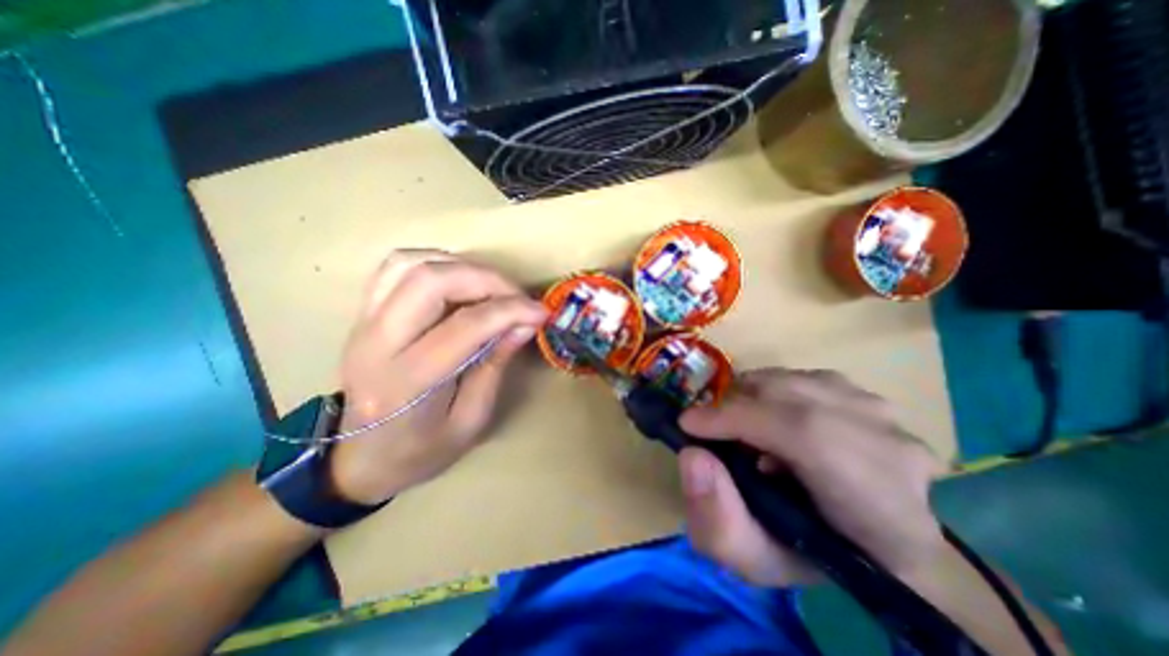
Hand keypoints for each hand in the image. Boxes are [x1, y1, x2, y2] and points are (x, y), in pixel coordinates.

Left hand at [329, 247, 548, 501]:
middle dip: (486, 279)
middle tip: (518, 296)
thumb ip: (496, 364)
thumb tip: (525, 322)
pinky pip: (396, 267)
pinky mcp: (363, 313)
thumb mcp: (471, 420)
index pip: (464, 326)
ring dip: (461, 266)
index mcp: (406, 383)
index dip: (510, 311)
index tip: (540, 311)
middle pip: (430, 281)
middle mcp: (376, 344)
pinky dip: (435, 262)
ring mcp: (363, 323)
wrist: (359, 458)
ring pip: (410, 264)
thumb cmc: (420, 450)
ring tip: (492, 288)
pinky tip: (459, 280)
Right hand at [682, 368, 942, 585]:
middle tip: (713, 431)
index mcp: (881, 509)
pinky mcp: (869, 395)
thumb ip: (717, 520)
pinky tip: (773, 420)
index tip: (688, 424)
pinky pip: (800, 377)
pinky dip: (771, 392)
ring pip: (791, 381)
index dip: (737, 419)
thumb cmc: (814, 556)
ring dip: (752, 399)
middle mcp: (893, 447)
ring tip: (746, 430)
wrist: (872, 542)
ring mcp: (884, 414)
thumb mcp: (754, 560)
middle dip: (735, 407)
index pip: (806, 435)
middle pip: (792, 395)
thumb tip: (692, 455)